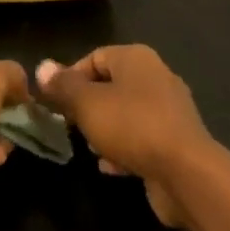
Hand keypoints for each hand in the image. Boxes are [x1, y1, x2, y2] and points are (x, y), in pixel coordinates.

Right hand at [37, 45, 214, 226]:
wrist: (187, 173)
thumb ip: (64, 86)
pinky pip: (142, 138)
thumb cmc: (132, 126)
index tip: (55, 103)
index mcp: (136, 58)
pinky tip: (111, 168)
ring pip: (126, 113)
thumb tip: (43, 67)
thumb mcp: (87, 104)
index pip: (95, 57)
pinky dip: (125, 148)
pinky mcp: (177, 141)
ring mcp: (170, 110)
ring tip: (90, 148)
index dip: (71, 77)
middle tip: (70, 126)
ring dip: (105, 130)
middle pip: (111, 85)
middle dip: (88, 106)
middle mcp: (156, 76)